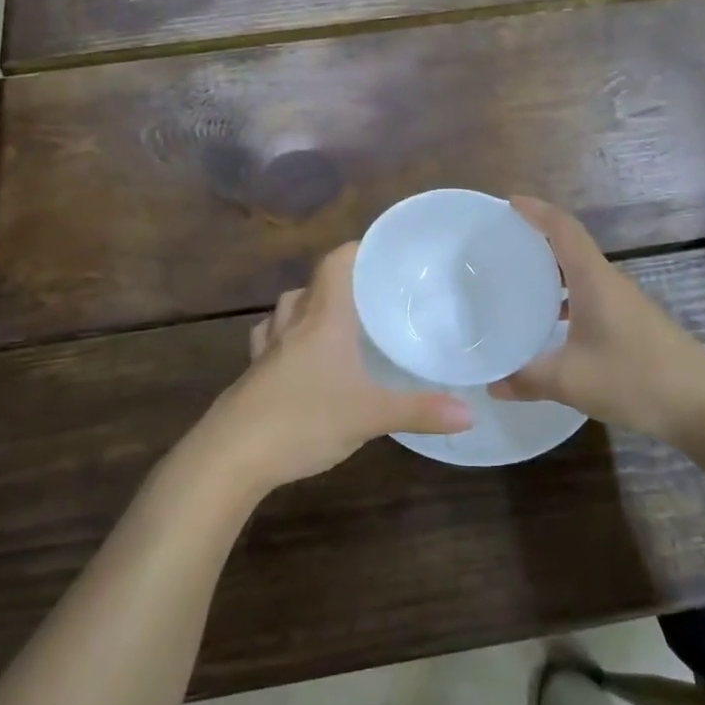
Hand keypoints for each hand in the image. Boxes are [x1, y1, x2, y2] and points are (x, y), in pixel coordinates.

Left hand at [198, 243, 473, 491]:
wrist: (233, 454)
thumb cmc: (305, 419)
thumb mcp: (371, 416)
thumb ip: (421, 411)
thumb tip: (471, 412)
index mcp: (323, 318)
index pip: (336, 263)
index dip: (357, 250)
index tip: (384, 254)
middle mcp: (293, 323)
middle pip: (312, 284)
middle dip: (339, 282)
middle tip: (370, 296)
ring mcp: (267, 348)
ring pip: (286, 309)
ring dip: (308, 307)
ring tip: (334, 321)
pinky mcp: (252, 374)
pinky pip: (269, 340)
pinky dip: (285, 338)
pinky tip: (298, 358)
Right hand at [491, 197, 704, 440]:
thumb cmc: (635, 379)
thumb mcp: (570, 381)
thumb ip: (526, 379)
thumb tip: (492, 384)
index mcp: (594, 280)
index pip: (563, 228)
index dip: (536, 210)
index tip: (508, 203)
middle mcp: (610, 282)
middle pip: (571, 246)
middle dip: (537, 238)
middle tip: (502, 244)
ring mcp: (626, 304)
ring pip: (582, 274)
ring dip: (552, 270)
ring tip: (518, 280)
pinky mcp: (634, 325)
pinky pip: (591, 297)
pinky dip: (566, 297)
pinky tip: (551, 324)